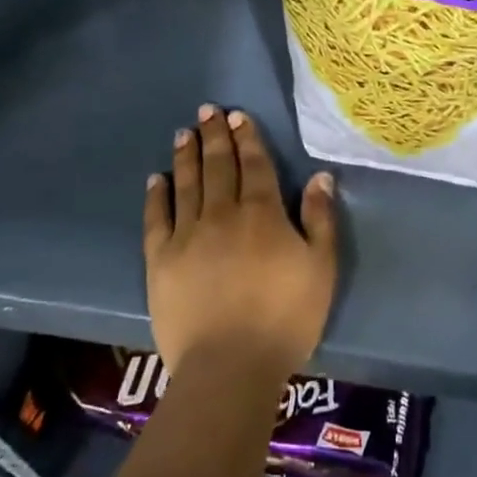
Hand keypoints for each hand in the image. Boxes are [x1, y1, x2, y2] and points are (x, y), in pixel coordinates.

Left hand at [143, 104, 337, 380]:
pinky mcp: (160, 260)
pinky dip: (156, 196)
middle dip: (214, 136)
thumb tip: (320, 176)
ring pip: (186, 184)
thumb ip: (320, 219)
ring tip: (184, 133)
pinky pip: (156, 218)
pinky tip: (156, 179)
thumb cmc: (285, 317)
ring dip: (186, 156)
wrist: (230, 366)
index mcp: (262, 213)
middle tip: (207, 110)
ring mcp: (187, 235)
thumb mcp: (321, 267)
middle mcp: (222, 213)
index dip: (247, 138)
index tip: (237, 116)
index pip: (254, 164)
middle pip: (218, 166)